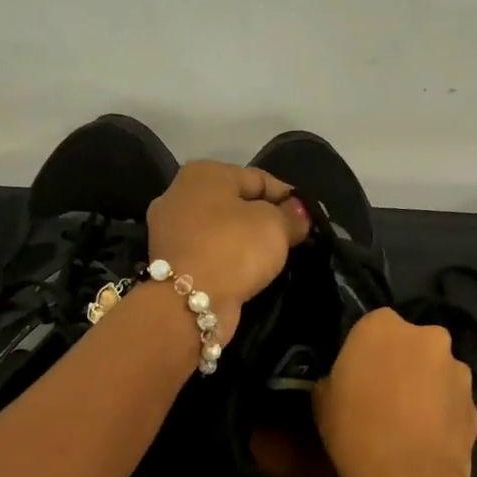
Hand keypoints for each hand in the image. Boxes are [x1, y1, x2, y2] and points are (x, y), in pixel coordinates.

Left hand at [146, 161, 309, 343]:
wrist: (188, 303)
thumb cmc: (234, 249)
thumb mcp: (275, 225)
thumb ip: (291, 215)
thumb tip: (298, 212)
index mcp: (204, 174)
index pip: (258, 178)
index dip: (287, 197)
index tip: (308, 218)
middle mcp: (179, 195)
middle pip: (234, 203)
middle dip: (262, 219)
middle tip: (291, 240)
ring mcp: (169, 231)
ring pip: (220, 231)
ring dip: (243, 243)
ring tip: (271, 259)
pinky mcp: (169, 264)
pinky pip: (208, 255)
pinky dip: (226, 262)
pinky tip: (245, 274)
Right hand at [314, 308, 476, 476]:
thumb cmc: (355, 432)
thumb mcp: (322, 399)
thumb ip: (338, 376)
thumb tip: (347, 379)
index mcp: (382, 326)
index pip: (371, 326)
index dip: (364, 352)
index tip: (356, 376)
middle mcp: (427, 336)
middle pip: (409, 344)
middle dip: (400, 364)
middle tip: (382, 397)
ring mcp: (457, 369)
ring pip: (435, 371)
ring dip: (424, 387)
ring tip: (407, 424)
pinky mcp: (476, 402)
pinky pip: (451, 401)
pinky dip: (440, 413)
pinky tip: (425, 440)